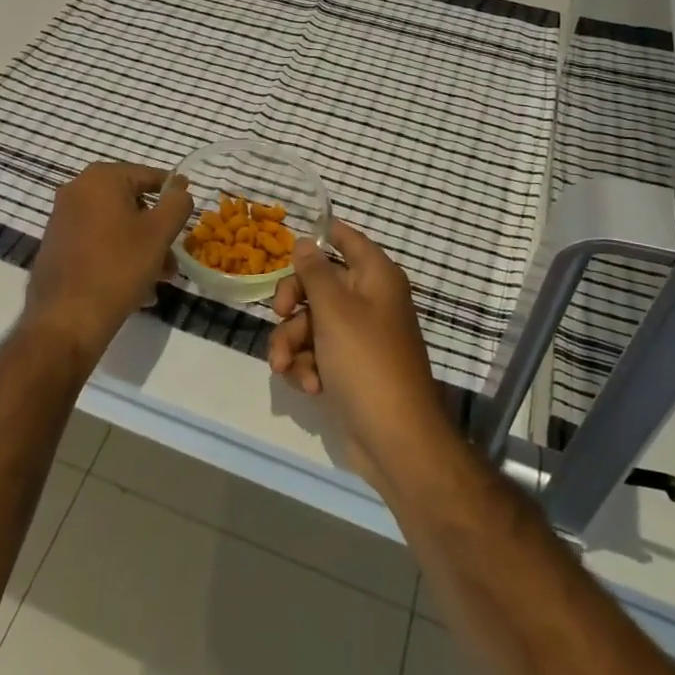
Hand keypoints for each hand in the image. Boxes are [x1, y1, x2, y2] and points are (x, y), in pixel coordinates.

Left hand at [25, 162, 191, 365]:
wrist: (65, 321)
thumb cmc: (118, 267)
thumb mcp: (159, 232)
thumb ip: (177, 203)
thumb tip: (180, 187)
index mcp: (101, 178)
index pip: (149, 176)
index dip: (173, 194)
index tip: (187, 216)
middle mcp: (77, 190)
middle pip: (132, 203)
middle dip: (157, 230)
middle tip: (173, 258)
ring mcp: (63, 219)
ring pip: (116, 226)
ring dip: (141, 247)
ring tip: (159, 280)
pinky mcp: (57, 246)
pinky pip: (97, 243)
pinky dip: (118, 256)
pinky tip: (135, 287)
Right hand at [267, 219, 449, 487]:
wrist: (395, 439)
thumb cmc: (366, 362)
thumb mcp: (334, 311)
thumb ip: (314, 273)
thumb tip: (305, 241)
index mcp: (375, 277)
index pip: (347, 238)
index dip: (321, 234)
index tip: (289, 242)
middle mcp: (369, 300)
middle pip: (319, 283)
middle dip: (293, 303)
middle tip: (279, 314)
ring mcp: (359, 336)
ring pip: (311, 323)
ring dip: (292, 344)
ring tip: (285, 368)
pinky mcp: (349, 368)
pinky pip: (317, 354)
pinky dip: (307, 367)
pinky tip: (309, 386)